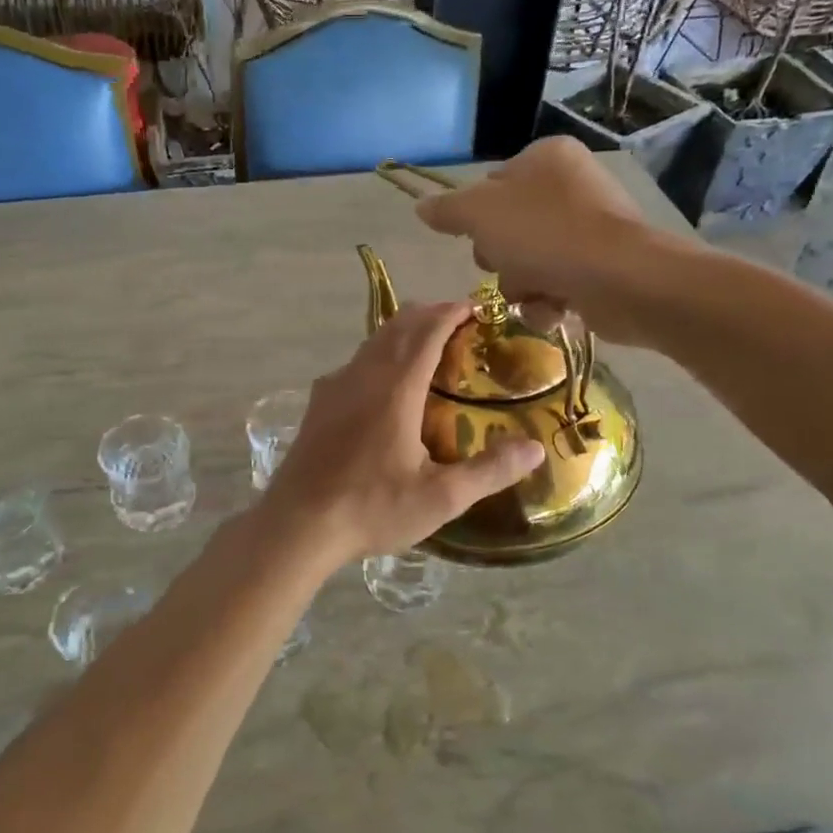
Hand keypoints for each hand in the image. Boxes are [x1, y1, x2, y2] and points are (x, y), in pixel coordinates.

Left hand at [260, 302, 545, 568]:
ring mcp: (334, 387)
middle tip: (457, 321)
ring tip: (426, 345)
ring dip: (401, 333)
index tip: (475, 307)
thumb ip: (489, 471)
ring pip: (372, 342)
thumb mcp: (440, 498)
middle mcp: (363, 375)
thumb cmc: (372, 509)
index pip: (427, 331)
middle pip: (397, 326)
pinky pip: (354, 363)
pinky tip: (383, 383)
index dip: (452, 312)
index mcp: (395, 388)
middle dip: (428, 315)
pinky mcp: (318, 404)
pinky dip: (379, 355)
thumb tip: (535, 448)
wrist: (297, 525)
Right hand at [415, 138, 666, 345]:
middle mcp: (572, 186)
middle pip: (509, 228)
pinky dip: (549, 301)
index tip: (476, 237)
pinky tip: (555, 308)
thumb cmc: (545, 234)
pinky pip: (557, 284)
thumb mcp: (480, 214)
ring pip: (529, 262)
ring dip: (522, 285)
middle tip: (505, 264)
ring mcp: (591, 228)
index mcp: (547, 158)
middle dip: (501, 258)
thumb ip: (447, 210)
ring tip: (536, 292)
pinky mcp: (603, 267)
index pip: (493, 184)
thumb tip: (421, 207)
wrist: (620, 279)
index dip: (477, 217)